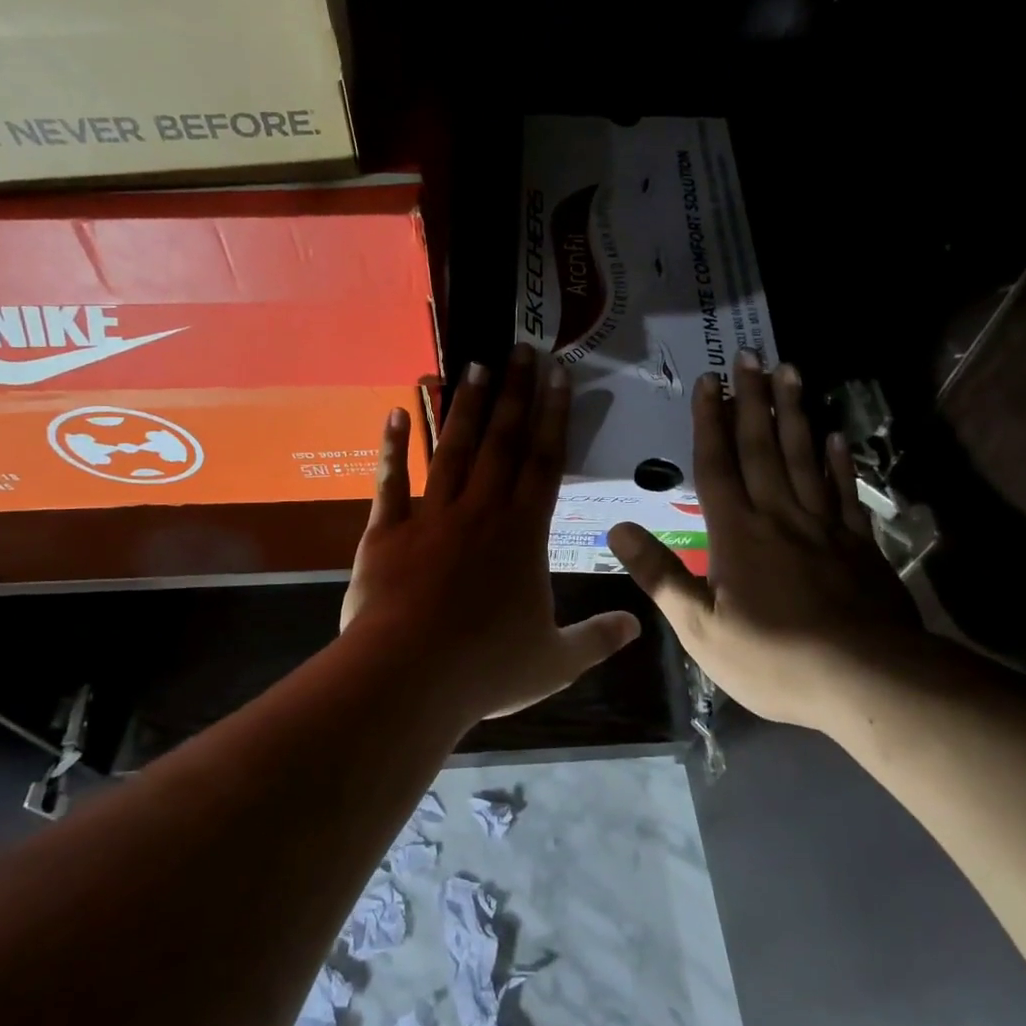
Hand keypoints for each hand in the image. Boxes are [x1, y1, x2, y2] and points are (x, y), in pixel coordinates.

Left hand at [340, 344, 641, 723]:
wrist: (408, 677)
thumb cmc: (485, 667)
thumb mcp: (555, 661)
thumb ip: (597, 639)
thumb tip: (637, 628)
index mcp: (524, 533)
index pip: (545, 461)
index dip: (554, 415)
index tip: (558, 374)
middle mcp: (481, 510)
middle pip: (501, 441)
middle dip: (513, 392)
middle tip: (519, 348)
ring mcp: (431, 516)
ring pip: (452, 449)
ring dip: (463, 405)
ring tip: (472, 364)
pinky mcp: (388, 531)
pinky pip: (390, 481)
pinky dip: (392, 446)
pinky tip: (396, 411)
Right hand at [609, 351, 914, 731]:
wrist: (866, 681)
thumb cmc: (774, 659)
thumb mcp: (700, 629)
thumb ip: (660, 576)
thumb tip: (618, 529)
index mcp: (737, 534)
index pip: (717, 465)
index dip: (710, 422)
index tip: (710, 380)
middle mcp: (779, 516)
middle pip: (763, 447)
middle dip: (752, 400)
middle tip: (750, 355)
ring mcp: (824, 526)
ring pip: (805, 457)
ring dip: (794, 413)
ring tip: (791, 372)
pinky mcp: (859, 545)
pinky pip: (846, 492)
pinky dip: (840, 461)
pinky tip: (837, 437)